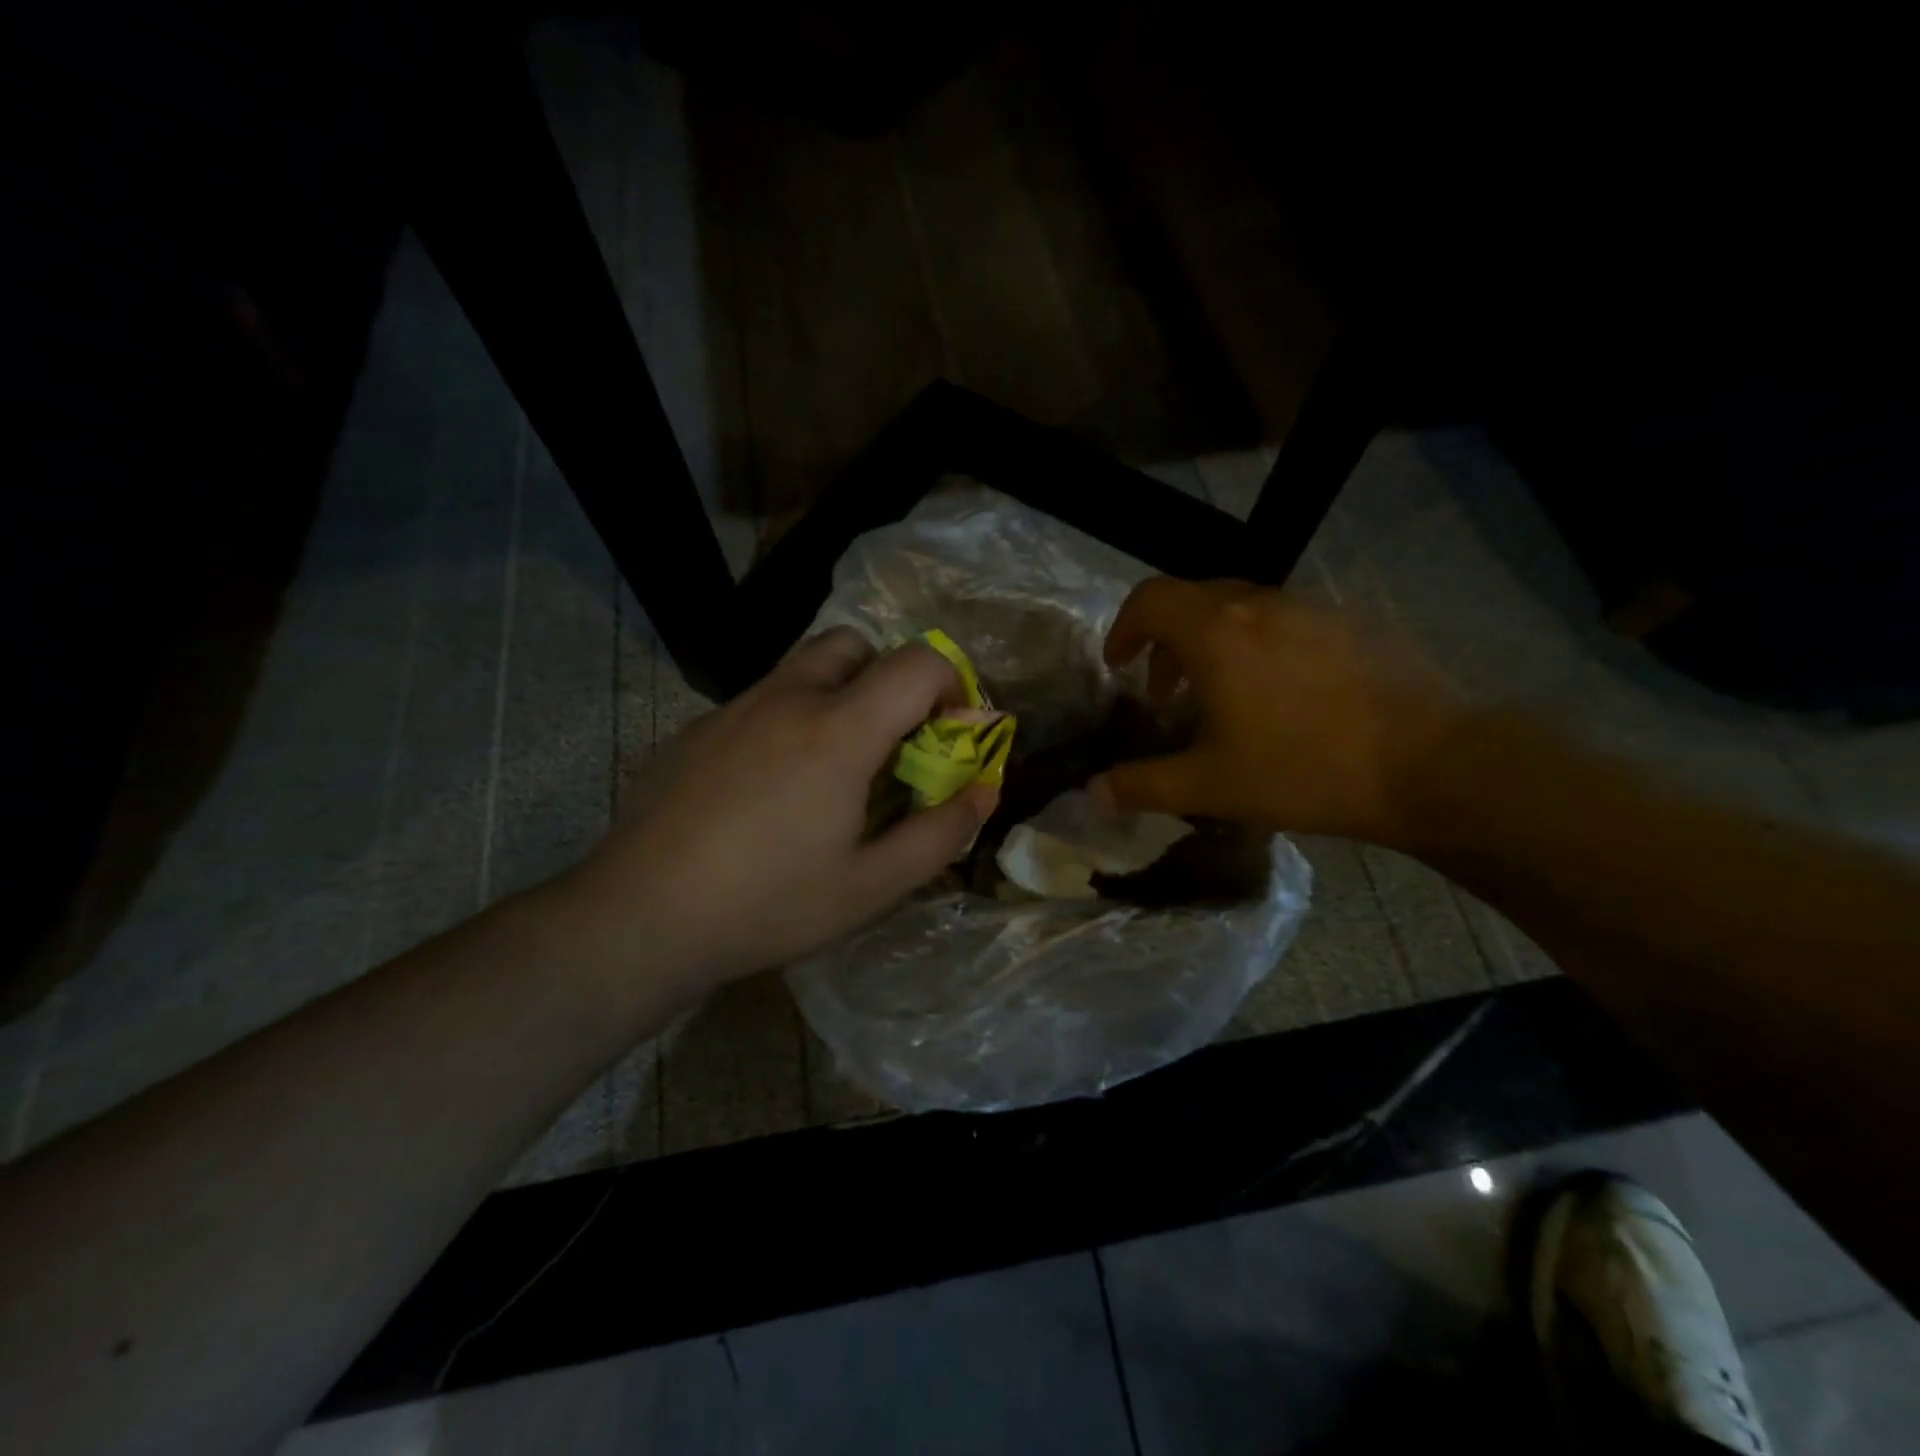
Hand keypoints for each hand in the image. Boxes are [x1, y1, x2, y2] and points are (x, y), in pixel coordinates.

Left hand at [561, 629, 997, 992]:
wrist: (639, 916)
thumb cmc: (767, 904)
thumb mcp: (871, 887)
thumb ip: (939, 834)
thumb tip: (983, 792)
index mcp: (839, 730)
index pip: (917, 662)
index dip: (952, 684)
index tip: (951, 732)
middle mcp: (787, 698)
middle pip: (855, 643)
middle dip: (889, 678)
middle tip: (890, 740)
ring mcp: (734, 708)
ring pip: (802, 667)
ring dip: (838, 693)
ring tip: (832, 765)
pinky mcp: (696, 729)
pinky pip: (760, 700)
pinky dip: (788, 718)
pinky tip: (769, 788)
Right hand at [1089, 579, 1462, 845]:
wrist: (1431, 764)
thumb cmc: (1303, 770)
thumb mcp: (1210, 786)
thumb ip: (1142, 786)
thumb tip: (1089, 795)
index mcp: (1216, 632)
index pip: (1149, 599)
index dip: (1124, 628)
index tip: (1119, 665)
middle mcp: (1259, 605)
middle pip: (1193, 600)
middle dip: (1166, 640)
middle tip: (1165, 692)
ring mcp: (1312, 609)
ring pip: (1242, 609)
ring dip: (1214, 644)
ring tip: (1222, 699)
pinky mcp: (1352, 624)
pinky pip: (1286, 622)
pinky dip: (1260, 646)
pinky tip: (1283, 699)